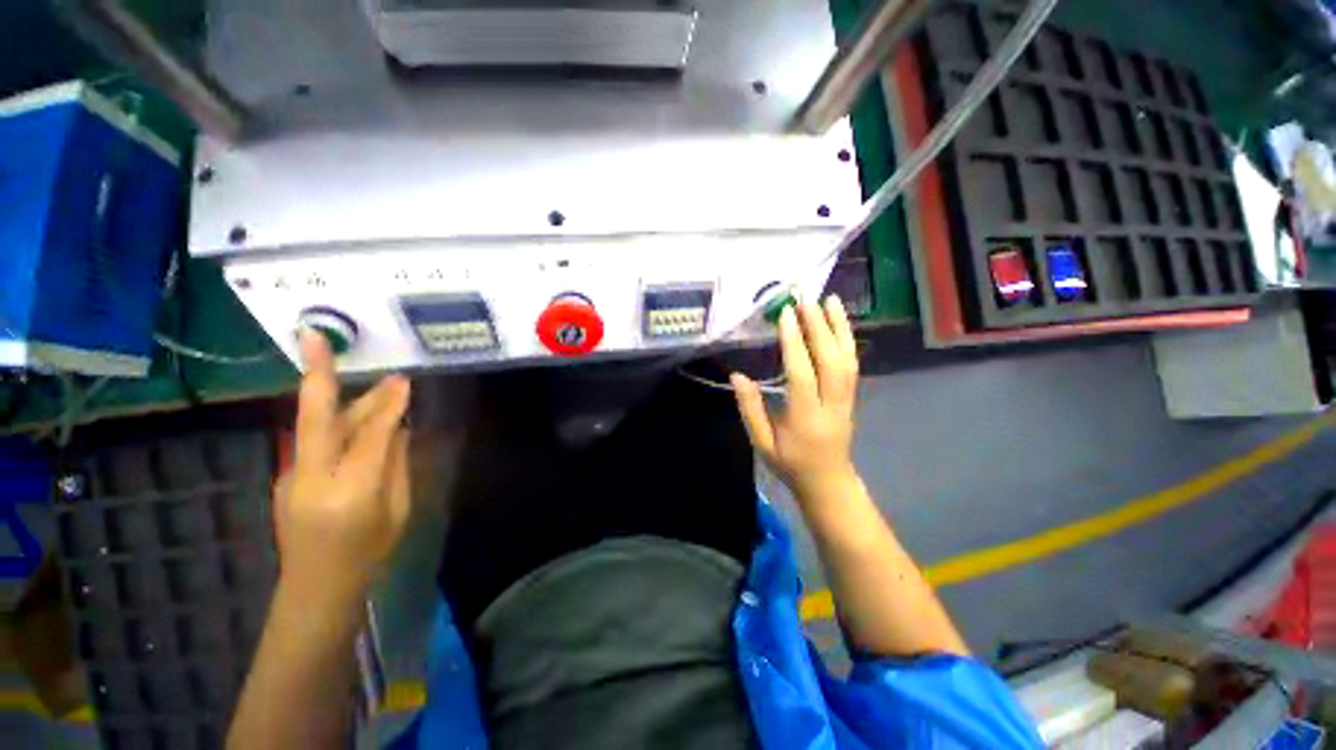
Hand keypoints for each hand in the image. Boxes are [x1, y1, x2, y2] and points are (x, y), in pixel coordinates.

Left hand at [274, 331, 411, 599]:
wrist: (317, 588)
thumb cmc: (370, 553)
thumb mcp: (398, 510)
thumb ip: (397, 465)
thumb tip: (400, 428)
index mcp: (351, 492)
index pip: (371, 437)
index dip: (387, 406)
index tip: (404, 381)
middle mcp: (313, 479)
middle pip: (317, 420)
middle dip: (315, 376)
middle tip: (317, 337)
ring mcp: (292, 477)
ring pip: (316, 425)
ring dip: (341, 399)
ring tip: (375, 384)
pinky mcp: (288, 476)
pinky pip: (316, 440)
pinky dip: (339, 422)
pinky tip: (360, 418)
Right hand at [732, 297, 859, 502]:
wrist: (828, 483)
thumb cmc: (790, 464)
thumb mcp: (761, 443)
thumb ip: (750, 409)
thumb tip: (737, 376)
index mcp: (804, 419)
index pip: (801, 374)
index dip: (794, 343)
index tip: (786, 315)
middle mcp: (830, 406)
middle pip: (830, 362)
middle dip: (819, 328)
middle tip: (806, 300)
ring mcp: (846, 401)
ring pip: (847, 360)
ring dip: (839, 328)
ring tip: (830, 301)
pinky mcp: (852, 397)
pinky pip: (852, 365)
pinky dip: (847, 340)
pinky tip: (839, 323)